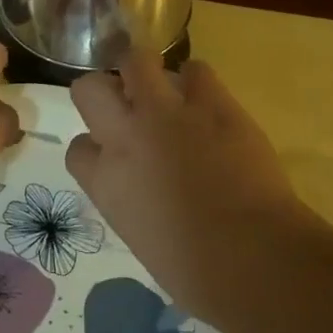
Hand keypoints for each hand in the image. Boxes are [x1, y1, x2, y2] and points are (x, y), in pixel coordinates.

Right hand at [66, 51, 314, 319]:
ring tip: (164, 88)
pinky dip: (198, 82)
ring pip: (136, 60)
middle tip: (126, 104)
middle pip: (88, 88)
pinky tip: (208, 102)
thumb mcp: (140, 236)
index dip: (96, 146)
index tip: (113, 153)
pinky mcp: (212, 103)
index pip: (78, 147)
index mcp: (104, 181)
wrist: (254, 257)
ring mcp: (167, 113)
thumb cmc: (196, 271)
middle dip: (103, 91)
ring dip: (145, 71)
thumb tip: (145, 188)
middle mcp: (125, 136)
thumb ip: (131, 200)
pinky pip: (196, 70)